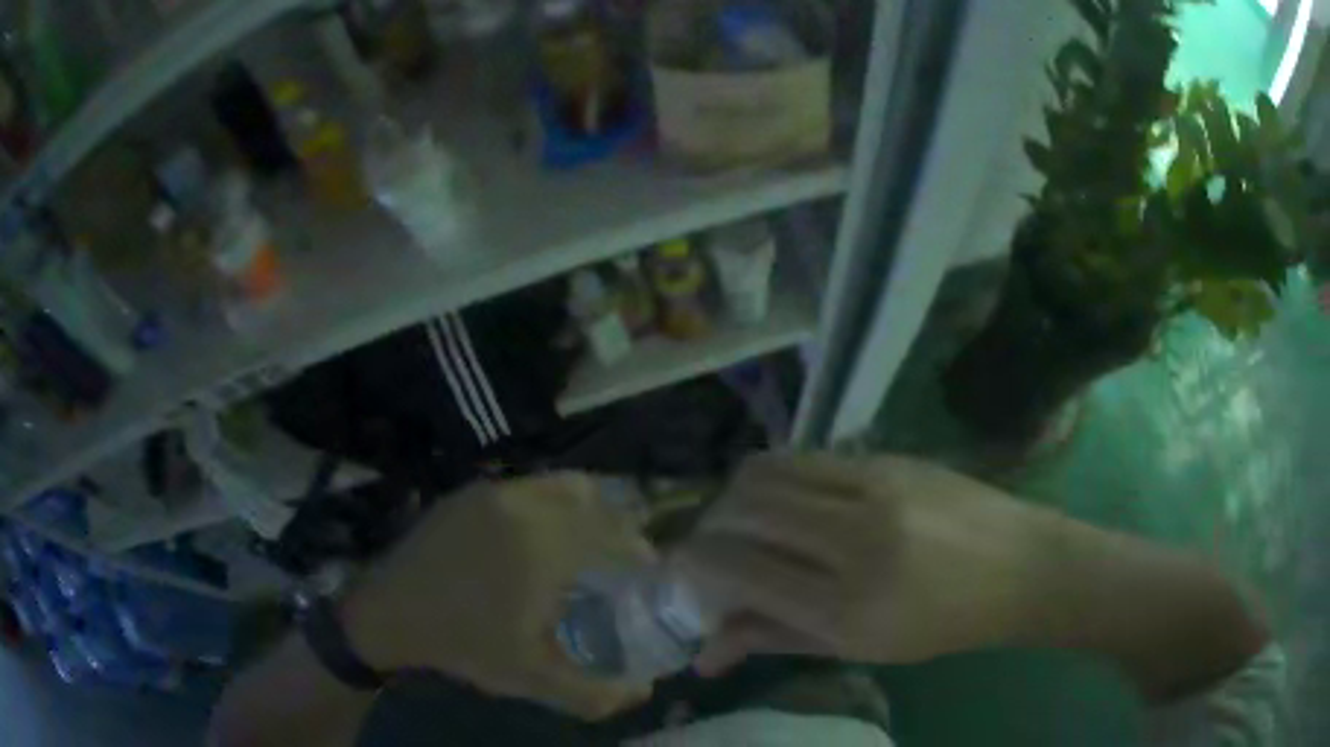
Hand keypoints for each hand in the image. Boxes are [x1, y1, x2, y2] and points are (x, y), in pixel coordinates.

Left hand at [341, 473, 654, 719]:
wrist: (390, 612)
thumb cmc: (464, 643)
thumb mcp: (532, 677)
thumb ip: (594, 692)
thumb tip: (643, 692)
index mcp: (545, 545)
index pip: (615, 533)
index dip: (640, 550)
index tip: (648, 571)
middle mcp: (525, 505)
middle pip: (596, 500)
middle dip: (619, 526)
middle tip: (622, 559)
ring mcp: (494, 492)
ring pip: (563, 485)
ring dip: (588, 508)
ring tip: (588, 544)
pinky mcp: (471, 492)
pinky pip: (530, 486)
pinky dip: (553, 504)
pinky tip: (542, 538)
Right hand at [679, 453, 1055, 673]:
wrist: (1020, 567)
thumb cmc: (943, 624)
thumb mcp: (859, 648)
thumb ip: (777, 640)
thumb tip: (706, 652)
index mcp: (848, 609)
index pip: (740, 570)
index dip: (695, 565)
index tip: (682, 570)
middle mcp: (855, 541)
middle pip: (745, 510)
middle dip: (710, 527)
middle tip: (712, 548)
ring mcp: (875, 488)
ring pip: (767, 471)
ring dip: (736, 495)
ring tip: (740, 520)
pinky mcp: (889, 457)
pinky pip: (806, 457)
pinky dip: (776, 476)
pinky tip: (786, 499)